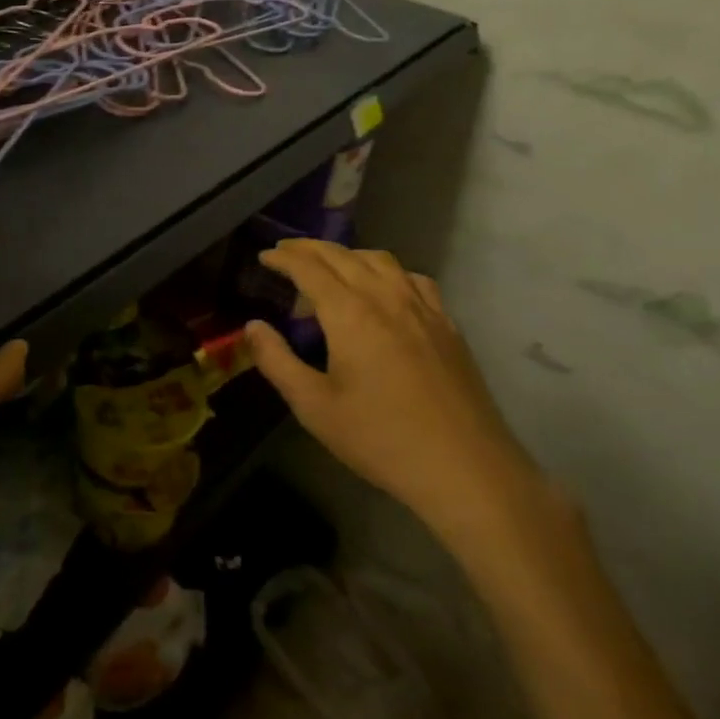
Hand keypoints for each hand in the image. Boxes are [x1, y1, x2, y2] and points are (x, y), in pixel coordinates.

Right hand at [244, 239, 545, 548]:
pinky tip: (385, 290)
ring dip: (348, 254)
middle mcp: (386, 297)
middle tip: (286, 252)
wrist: (466, 470)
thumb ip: (277, 361)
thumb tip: (253, 326)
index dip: (283, 258)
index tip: (264, 256)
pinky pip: (413, 279)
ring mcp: (423, 308)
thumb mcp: (314, 407)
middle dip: (310, 248)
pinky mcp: (447, 325)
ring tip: (330, 267)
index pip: (309, 268)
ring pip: (380, 260)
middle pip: (343, 255)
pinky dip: (388, 272)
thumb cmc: (381, 439)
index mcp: (350, 314)